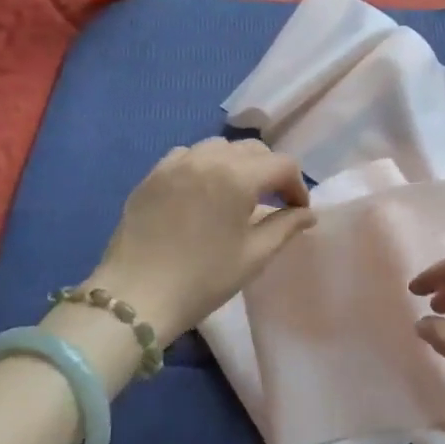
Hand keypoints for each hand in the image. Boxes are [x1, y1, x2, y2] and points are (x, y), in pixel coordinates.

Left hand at [88, 139, 315, 346]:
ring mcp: (175, 164)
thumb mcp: (254, 255)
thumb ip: (286, 227)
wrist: (136, 296)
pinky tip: (202, 190)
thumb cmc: (203, 279)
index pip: (282, 165)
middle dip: (270, 172)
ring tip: (236, 193)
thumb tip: (307, 213)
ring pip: (219, 147)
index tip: (297, 212)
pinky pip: (186, 155)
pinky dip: (203, 164)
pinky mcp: (152, 175)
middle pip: (253, 149)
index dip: (297, 187)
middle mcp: (208, 158)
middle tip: (272, 202)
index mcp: (237, 177)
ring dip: (237, 164)